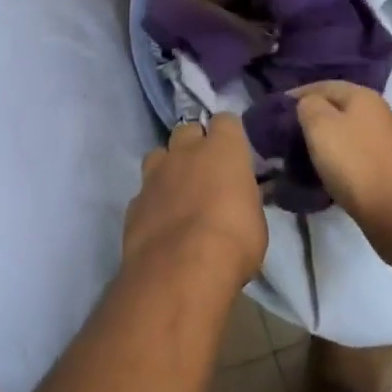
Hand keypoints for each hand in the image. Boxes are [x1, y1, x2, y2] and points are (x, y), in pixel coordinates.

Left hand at [123, 115, 267, 294]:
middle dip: (195, 145)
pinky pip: (144, 191)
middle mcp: (185, 151)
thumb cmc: (233, 242)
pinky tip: (160, 222)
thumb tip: (240, 196)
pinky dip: (152, 201)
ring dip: (168, 168)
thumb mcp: (256, 220)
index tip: (234, 153)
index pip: (226, 121)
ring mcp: (155, 174)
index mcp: (222, 148)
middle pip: (188, 130)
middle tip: (206, 172)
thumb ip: (244, 198)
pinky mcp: (134, 201)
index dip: (229, 135)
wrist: (180, 270)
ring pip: (159, 154)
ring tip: (178, 193)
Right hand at [292, 81, 391, 241]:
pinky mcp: (389, 166)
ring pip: (347, 131)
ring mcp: (387, 140)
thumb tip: (308, 104)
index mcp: (363, 96)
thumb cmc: (355, 163)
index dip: (299, 93)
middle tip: (288, 132)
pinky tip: (328, 170)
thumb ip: (308, 105)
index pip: (323, 85)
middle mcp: (379, 112)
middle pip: (338, 107)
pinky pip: (356, 153)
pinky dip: (340, 157)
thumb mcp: (320, 126)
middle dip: (313, 117)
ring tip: (303, 153)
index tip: (277, 109)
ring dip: (326, 139)